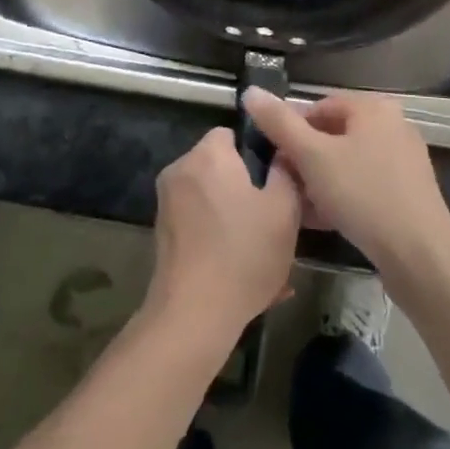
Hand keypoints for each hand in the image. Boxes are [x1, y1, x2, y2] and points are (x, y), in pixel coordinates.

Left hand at [143, 128, 301, 347]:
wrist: (193, 315)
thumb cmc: (243, 254)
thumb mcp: (284, 210)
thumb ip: (286, 172)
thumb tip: (283, 153)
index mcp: (208, 155)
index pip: (233, 133)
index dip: (258, 153)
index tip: (277, 179)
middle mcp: (180, 170)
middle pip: (221, 167)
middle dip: (247, 188)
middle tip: (274, 217)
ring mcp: (167, 203)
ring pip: (212, 199)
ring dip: (235, 217)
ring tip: (263, 250)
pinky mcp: (163, 234)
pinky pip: (200, 224)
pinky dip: (218, 238)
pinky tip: (242, 270)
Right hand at [242, 89, 449, 290]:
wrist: (420, 256)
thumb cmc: (363, 195)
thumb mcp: (313, 157)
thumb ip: (279, 123)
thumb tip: (250, 92)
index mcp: (374, 108)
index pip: (320, 107)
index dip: (292, 130)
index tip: (274, 157)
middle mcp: (392, 127)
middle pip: (334, 136)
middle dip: (305, 160)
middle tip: (283, 184)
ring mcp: (403, 161)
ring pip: (348, 164)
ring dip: (320, 182)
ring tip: (297, 206)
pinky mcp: (408, 194)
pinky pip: (364, 186)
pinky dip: (342, 197)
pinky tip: (322, 221)